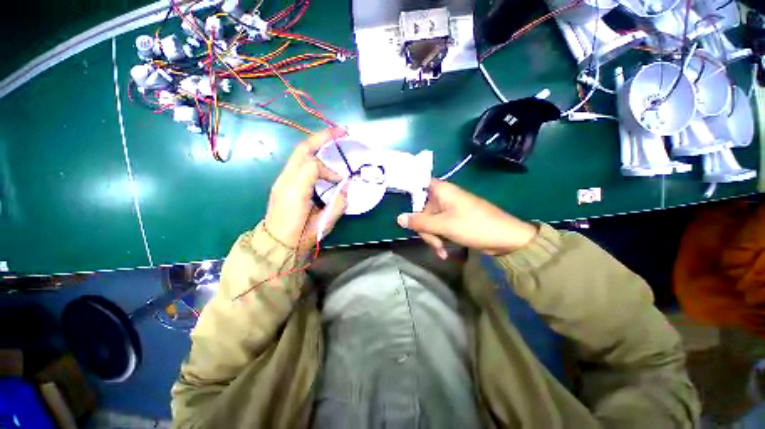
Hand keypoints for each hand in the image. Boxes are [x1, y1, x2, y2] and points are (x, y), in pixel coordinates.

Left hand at [264, 128, 348, 251]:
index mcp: (295, 191)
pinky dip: (312, 156)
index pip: (313, 166)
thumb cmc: (301, 237)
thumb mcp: (324, 223)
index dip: (330, 171)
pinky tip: (322, 158)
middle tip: (342, 131)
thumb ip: (337, 203)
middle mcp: (285, 180)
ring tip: (333, 140)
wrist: (276, 245)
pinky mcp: (283, 182)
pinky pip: (299, 162)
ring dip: (317, 144)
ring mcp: (281, 180)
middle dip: (323, 137)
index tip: (340, 181)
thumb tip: (345, 186)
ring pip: (299, 153)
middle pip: (302, 149)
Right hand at [397, 179, 537, 257]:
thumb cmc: (474, 226)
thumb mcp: (444, 225)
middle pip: (421, 210)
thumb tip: (399, 218)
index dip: (407, 195)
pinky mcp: (454, 220)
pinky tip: (444, 252)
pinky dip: (440, 239)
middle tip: (433, 242)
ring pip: (429, 222)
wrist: (506, 239)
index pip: (416, 185)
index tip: (402, 210)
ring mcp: (448, 209)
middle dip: (425, 229)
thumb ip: (419, 222)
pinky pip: (439, 228)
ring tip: (441, 251)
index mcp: (441, 190)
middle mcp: (443, 197)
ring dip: (433, 238)